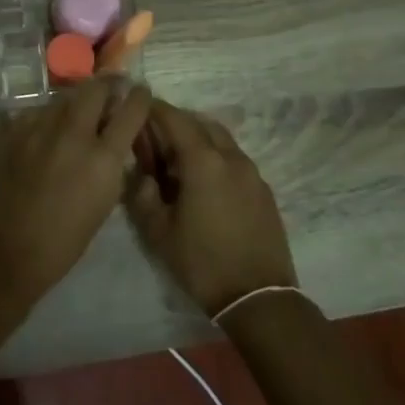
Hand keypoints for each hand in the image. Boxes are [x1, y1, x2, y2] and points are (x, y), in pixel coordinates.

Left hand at [0, 77, 151, 300]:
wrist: (7, 250)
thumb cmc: (64, 241)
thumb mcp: (103, 202)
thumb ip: (111, 165)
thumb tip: (111, 143)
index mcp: (103, 157)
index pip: (131, 110)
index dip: (139, 97)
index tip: (140, 92)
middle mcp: (73, 133)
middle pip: (95, 89)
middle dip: (106, 86)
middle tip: (110, 90)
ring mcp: (39, 128)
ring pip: (63, 98)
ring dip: (75, 101)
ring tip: (77, 112)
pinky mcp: (13, 131)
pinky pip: (37, 112)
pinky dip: (47, 116)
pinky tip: (46, 130)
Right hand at [126, 100, 296, 317]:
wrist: (258, 298)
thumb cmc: (202, 262)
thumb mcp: (158, 232)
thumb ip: (142, 195)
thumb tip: (140, 175)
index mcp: (203, 162)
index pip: (175, 119)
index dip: (155, 109)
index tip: (140, 106)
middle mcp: (231, 158)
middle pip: (201, 124)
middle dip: (177, 122)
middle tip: (155, 136)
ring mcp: (252, 173)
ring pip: (222, 140)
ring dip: (199, 139)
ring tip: (178, 159)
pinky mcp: (264, 191)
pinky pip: (235, 159)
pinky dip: (216, 157)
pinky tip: (204, 181)